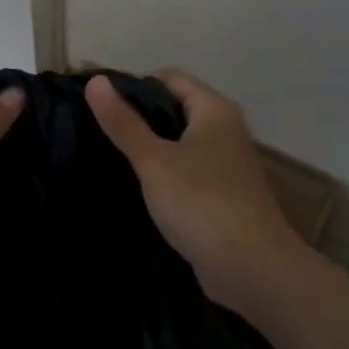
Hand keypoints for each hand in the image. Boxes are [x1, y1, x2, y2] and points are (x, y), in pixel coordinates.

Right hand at [85, 70, 303, 310]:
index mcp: (215, 110)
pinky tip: (137, 190)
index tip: (98, 105)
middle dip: (138, 119)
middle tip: (97, 132)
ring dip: (150, 150)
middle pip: (175, 110)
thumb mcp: (154, 160)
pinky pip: (186, 175)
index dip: (133, 86)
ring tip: (109, 159)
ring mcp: (227, 167)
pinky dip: (164, 177)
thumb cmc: (202, 203)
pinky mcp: (223, 198)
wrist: (252, 269)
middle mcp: (226, 131)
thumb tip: (96, 81)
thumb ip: (124, 123)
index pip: (169, 78)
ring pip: (180, 145)